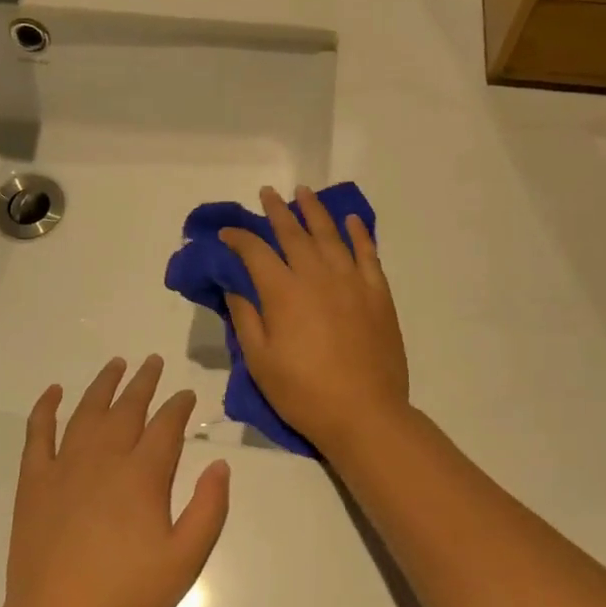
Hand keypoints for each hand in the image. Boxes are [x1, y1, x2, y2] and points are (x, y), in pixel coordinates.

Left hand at [1, 356, 230, 606]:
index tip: (186, 393)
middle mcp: (105, 457)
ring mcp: (65, 465)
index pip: (167, 425)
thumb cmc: (126, 594)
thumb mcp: (185, 560)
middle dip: (144, 382)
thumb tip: (219, 463)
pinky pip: (38, 433)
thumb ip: (209, 509)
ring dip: (103, 384)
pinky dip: (45, 408)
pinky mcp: (35, 480)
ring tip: (116, 364)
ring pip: (87, 410)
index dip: (179, 405)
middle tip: (153, 361)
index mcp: (143, 475)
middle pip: (128, 407)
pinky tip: (54, 392)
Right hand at [219, 186, 409, 456]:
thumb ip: (246, 318)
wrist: (365, 413)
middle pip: (293, 233)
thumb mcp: (260, 361)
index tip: (227, 233)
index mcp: (283, 292)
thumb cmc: (303, 392)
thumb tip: (234, 286)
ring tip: (304, 193)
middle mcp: (317, 275)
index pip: (255, 252)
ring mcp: (351, 281)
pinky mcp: (378, 293)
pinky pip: (368, 253)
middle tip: (267, 194)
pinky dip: (358, 233)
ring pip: (331, 234)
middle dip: (276, 211)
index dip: (238, 238)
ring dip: (315, 211)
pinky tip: (350, 219)